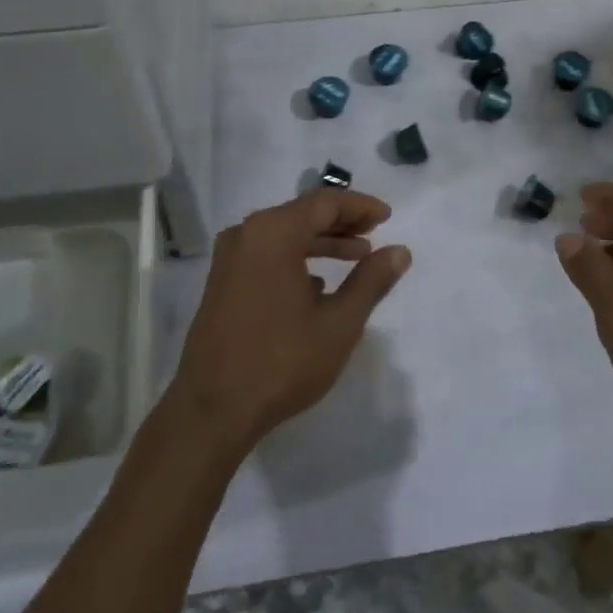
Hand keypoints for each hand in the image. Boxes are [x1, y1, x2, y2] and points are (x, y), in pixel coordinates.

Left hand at [170, 189, 411, 453]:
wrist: (212, 410)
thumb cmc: (281, 362)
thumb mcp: (339, 323)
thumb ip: (371, 281)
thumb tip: (400, 251)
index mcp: (273, 233)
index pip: (324, 203)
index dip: (359, 206)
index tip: (387, 216)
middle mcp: (247, 234)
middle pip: (302, 213)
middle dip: (342, 222)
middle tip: (374, 233)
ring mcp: (230, 258)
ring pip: (284, 234)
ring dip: (321, 241)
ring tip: (357, 255)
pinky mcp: (222, 282)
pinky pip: (266, 254)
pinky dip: (296, 258)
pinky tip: (318, 284)